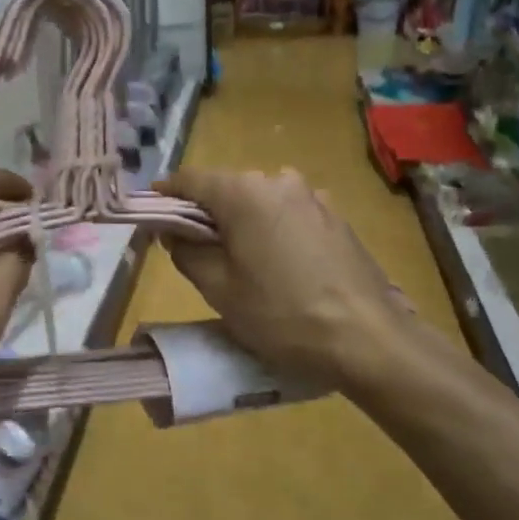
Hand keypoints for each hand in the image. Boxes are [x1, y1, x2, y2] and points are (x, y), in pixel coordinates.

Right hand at [157, 168, 422, 389]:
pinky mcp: (336, 217)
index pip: (191, 180)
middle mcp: (278, 180)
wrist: (368, 339)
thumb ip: (186, 251)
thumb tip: (173, 231)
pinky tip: (278, 264)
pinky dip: (272, 229)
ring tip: (240, 260)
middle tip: (192, 247)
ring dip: (242, 221)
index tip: (150, 212)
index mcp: (244, 192)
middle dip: (206, 212)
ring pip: (260, 201)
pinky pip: (289, 214)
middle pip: (227, 188)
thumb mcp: (218, 289)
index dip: (166, 195)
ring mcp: (313, 197)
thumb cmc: (282, 314)